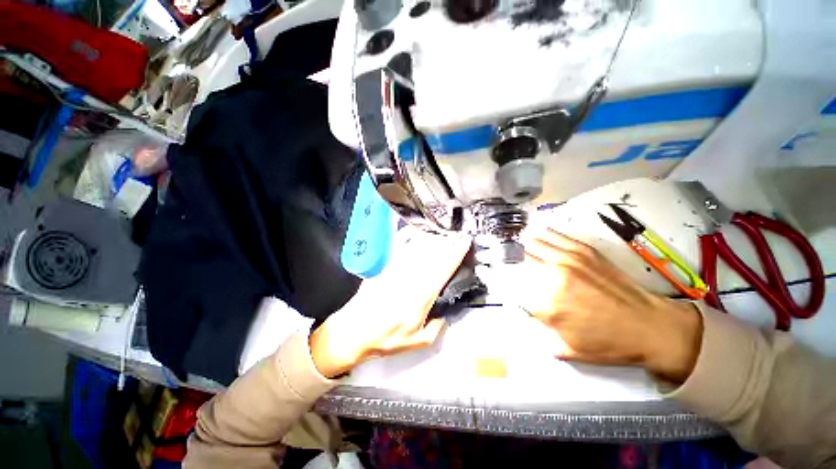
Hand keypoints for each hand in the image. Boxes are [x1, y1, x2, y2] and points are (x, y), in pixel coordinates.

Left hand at [309, 228, 471, 377]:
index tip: (464, 243)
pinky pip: (399, 249)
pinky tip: (415, 231)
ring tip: (443, 231)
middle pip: (433, 255)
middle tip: (457, 234)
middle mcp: (410, 280)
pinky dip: (408, 237)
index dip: (455, 254)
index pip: (443, 270)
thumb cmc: (384, 338)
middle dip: (448, 242)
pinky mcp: (385, 268)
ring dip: (432, 238)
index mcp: (420, 298)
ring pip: (418, 249)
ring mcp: (396, 271)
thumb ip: (435, 329)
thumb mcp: (416, 343)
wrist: (353, 331)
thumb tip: (444, 315)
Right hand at [517, 226, 702, 383]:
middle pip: (521, 262)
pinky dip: (543, 235)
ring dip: (523, 245)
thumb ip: (539, 333)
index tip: (498, 280)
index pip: (513, 288)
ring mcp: (569, 261)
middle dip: (509, 260)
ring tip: (515, 243)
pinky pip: (556, 237)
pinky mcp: (584, 252)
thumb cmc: (608, 344)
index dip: (502, 283)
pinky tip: (536, 233)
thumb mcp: (567, 349)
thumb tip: (525, 315)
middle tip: (503, 259)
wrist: (651, 328)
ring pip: (535, 246)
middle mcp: (553, 278)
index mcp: (547, 304)